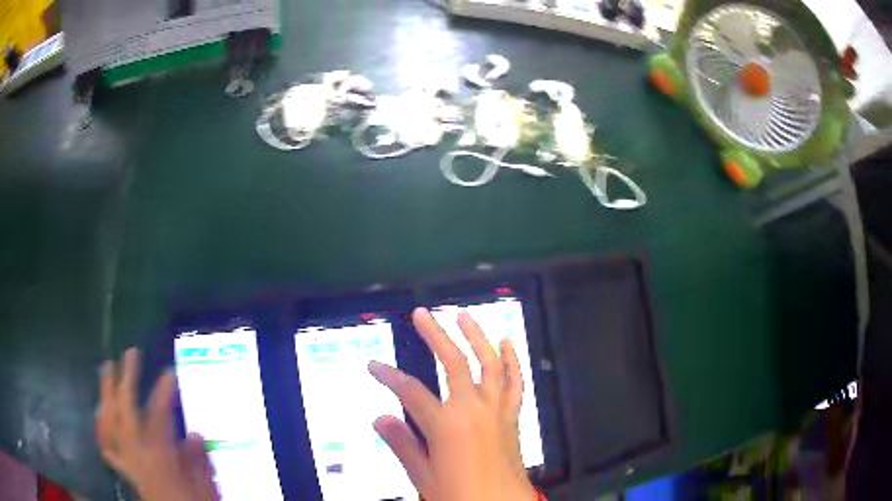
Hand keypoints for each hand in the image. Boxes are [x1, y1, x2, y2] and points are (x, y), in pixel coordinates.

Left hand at [96, 348, 218, 500]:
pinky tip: (98, 412)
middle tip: (130, 354)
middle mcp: (137, 454)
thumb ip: (197, 460)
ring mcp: (127, 460)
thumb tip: (193, 433)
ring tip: (106, 369)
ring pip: (110, 421)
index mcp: (159, 456)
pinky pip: (106, 445)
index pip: (159, 415)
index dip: (163, 391)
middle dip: (127, 379)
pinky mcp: (125, 469)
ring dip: (107, 394)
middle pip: (126, 410)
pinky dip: (101, 427)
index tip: (169, 373)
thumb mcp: (204, 488)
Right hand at [369, 308, 535, 500]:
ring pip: (489, 364)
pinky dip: (512, 361)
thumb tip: (379, 417)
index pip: (410, 391)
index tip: (373, 366)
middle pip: (453, 363)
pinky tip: (508, 344)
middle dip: (435, 335)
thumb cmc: (460, 495)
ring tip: (464, 317)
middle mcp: (474, 410)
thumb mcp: (424, 477)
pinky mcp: (513, 417)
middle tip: (422, 314)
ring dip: (477, 337)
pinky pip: (515, 383)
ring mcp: (497, 411)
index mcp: (446, 425)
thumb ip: (403, 445)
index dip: (388, 376)